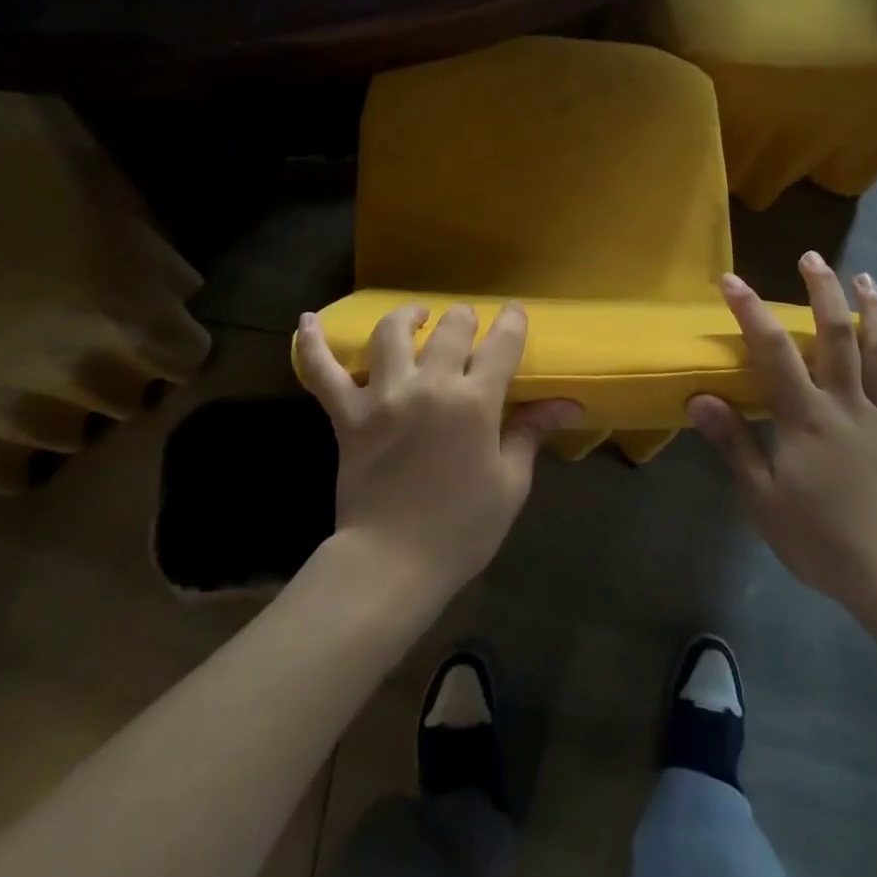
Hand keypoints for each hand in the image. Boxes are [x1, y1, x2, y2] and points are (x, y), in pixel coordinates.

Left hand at [295, 302, 581, 600]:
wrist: (392, 562)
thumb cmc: (461, 528)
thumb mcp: (509, 483)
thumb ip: (531, 432)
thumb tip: (568, 404)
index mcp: (474, 402)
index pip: (501, 344)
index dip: (512, 322)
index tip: (515, 313)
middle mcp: (430, 386)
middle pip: (450, 328)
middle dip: (464, 319)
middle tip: (467, 325)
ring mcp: (383, 396)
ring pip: (391, 334)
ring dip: (407, 317)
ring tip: (416, 317)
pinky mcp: (347, 415)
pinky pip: (323, 372)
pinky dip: (313, 344)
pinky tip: (307, 321)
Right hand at [686, 257, 876, 615]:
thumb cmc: (820, 540)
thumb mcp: (763, 498)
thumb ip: (734, 443)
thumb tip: (700, 398)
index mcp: (806, 417)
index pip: (774, 351)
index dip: (750, 311)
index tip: (730, 280)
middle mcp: (846, 405)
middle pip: (836, 337)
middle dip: (823, 293)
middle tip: (812, 258)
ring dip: (874, 311)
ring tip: (865, 279)